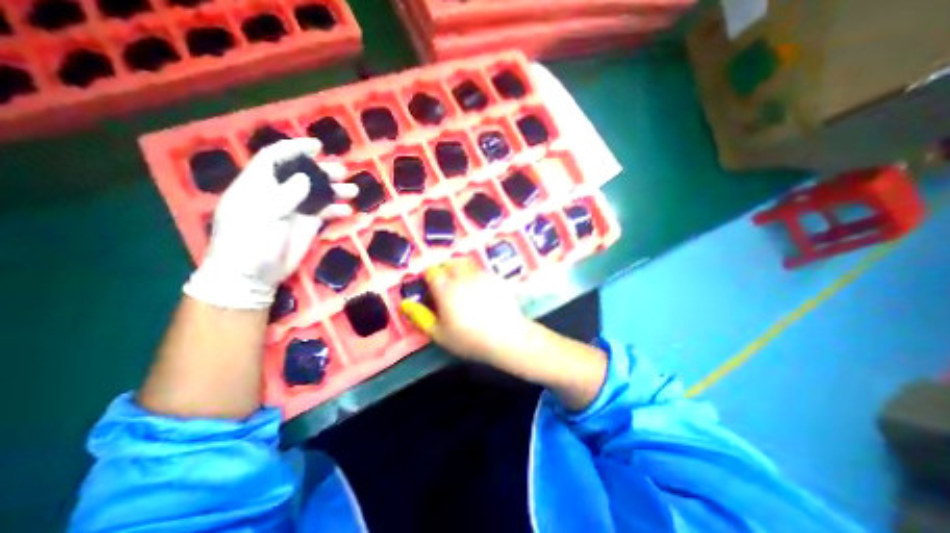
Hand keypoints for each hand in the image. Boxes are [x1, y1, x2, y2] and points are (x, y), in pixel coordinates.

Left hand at [181, 139, 355, 309]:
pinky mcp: (307, 225)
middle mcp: (278, 194)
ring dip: (335, 190)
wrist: (253, 276)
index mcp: (258, 186)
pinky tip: (347, 211)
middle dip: (322, 171)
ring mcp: (294, 210)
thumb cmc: (248, 243)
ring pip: (318, 193)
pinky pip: (325, 212)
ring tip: (352, 190)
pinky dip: (336, 210)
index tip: (317, 145)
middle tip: (342, 172)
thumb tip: (304, 178)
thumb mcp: (260, 217)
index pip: (274, 158)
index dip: (294, 148)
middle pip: (302, 175)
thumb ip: (283, 196)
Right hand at [400, 259, 532, 366]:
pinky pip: (481, 271)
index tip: (432, 290)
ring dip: (461, 272)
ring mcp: (481, 274)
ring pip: (466, 265)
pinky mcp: (496, 277)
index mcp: (445, 288)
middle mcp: (462, 276)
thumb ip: (420, 317)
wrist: (507, 337)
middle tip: (447, 289)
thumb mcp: (440, 334)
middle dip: (445, 272)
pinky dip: (477, 277)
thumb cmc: (469, 339)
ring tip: (464, 289)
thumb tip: (405, 304)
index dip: (429, 278)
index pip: (431, 272)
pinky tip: (482, 293)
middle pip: (449, 264)